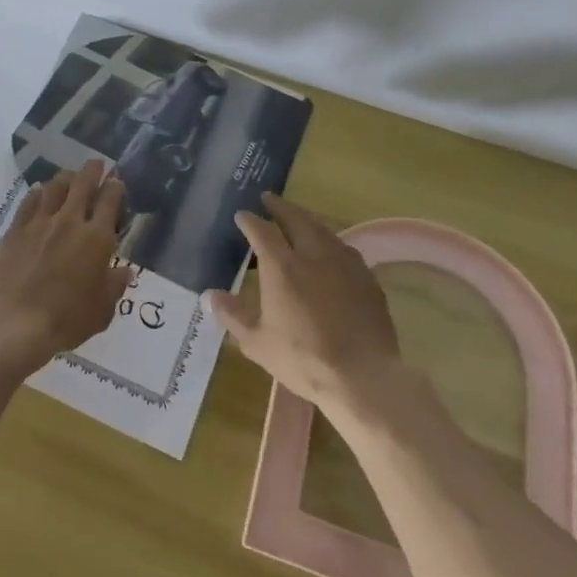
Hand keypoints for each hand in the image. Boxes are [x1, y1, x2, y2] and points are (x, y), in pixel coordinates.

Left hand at [0, 160, 129, 377]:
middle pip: (82, 184)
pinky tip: (39, 192)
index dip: (115, 187)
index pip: (110, 200)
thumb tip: (124, 271)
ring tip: (69, 175)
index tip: (116, 181)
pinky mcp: (16, 229)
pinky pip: (29, 202)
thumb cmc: (66, 318)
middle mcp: (70, 221)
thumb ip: (114, 285)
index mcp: (97, 238)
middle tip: (96, 164)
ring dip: (65, 177)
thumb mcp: (102, 310)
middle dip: (92, 170)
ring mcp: (40, 222)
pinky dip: (37, 193)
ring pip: (54, 187)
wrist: (16, 320)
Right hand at [205, 193, 401, 413]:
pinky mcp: (367, 278)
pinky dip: (330, 240)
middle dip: (280, 206)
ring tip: (298, 217)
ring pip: (323, 229)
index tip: (241, 215)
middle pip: (295, 218)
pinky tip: (330, 249)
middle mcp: (313, 255)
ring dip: (306, 219)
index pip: (261, 231)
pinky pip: (344, 248)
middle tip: (269, 198)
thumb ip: (233, 315)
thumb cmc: (304, 359)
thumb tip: (210, 296)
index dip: (249, 220)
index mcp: (282, 267)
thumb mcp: (258, 343)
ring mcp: (344, 264)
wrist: (364, 377)